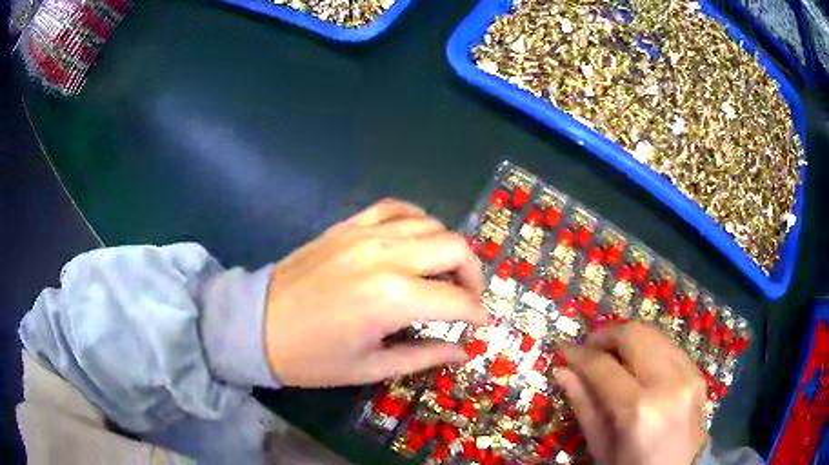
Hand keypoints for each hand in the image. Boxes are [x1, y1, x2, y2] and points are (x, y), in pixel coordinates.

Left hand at [263, 199, 487, 387]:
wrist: (257, 325)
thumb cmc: (312, 358)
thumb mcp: (371, 367)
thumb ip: (424, 356)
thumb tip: (463, 351)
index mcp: (394, 299)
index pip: (457, 300)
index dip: (477, 314)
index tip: (483, 325)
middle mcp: (387, 256)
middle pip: (455, 248)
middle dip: (474, 275)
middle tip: (469, 298)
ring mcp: (365, 234)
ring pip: (431, 224)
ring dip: (448, 248)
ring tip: (445, 273)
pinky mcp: (348, 225)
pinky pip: (395, 208)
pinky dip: (417, 220)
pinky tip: (417, 238)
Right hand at [555, 322, 707, 464]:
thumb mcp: (601, 447)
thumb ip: (584, 406)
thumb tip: (563, 371)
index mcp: (638, 409)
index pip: (603, 366)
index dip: (580, 355)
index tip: (566, 353)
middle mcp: (668, 383)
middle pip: (634, 335)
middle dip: (606, 334)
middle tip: (589, 346)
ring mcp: (688, 375)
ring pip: (654, 334)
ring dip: (628, 338)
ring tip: (611, 353)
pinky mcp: (698, 374)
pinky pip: (670, 347)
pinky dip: (649, 348)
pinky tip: (638, 363)